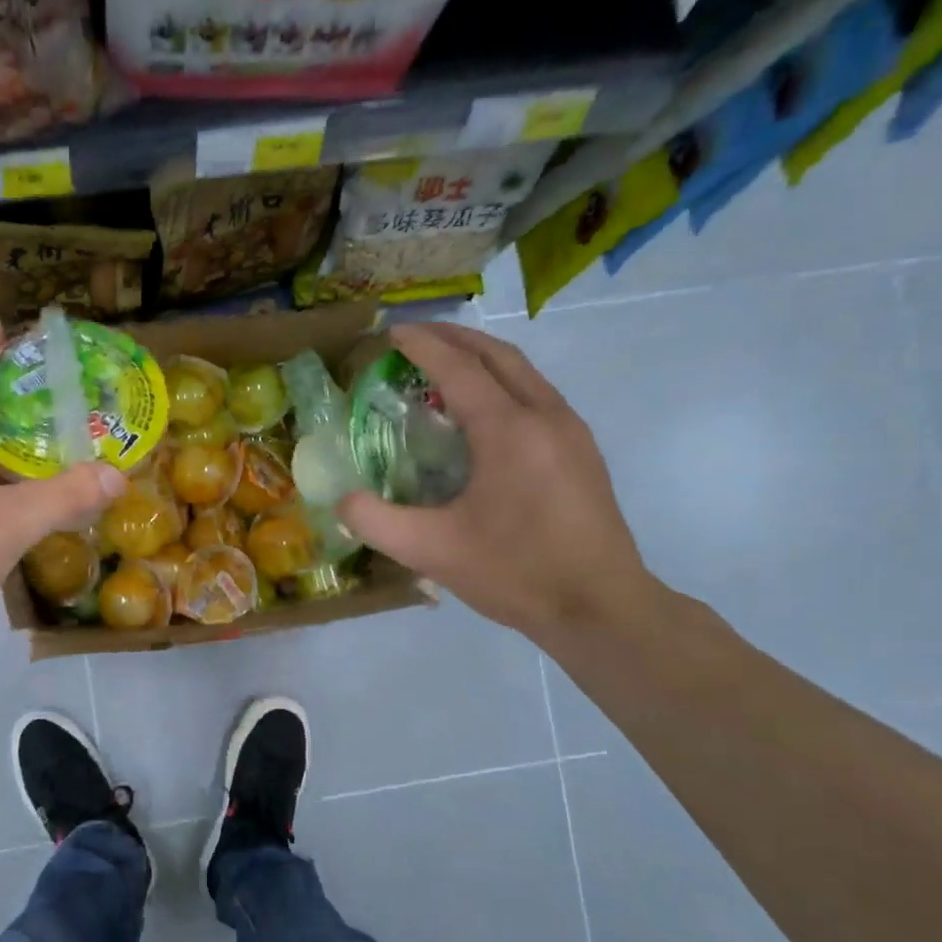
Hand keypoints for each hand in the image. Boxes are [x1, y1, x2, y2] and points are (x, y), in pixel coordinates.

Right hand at [338, 323, 658, 639]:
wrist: (601, 608)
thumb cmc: (515, 573)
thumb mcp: (430, 551)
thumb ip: (375, 521)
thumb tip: (341, 500)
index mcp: (508, 431)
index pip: (458, 369)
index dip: (422, 346)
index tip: (390, 333)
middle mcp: (545, 416)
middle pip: (499, 356)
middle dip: (455, 338)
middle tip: (415, 336)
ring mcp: (571, 432)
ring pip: (524, 373)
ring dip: (482, 358)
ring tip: (445, 364)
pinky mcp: (582, 453)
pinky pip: (537, 396)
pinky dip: (503, 384)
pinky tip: (483, 412)